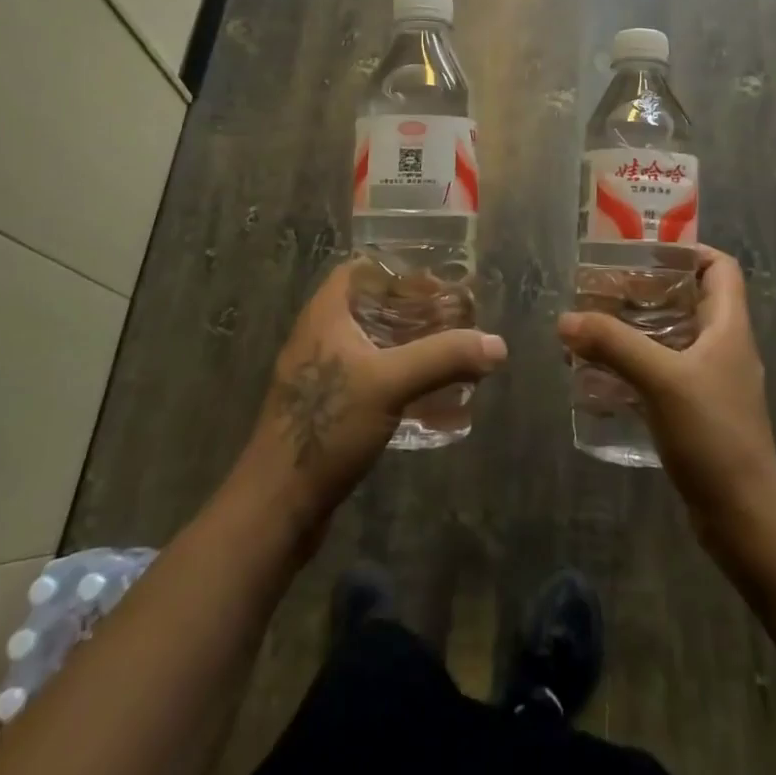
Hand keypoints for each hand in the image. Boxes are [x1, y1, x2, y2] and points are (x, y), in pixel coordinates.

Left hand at [238, 261, 506, 532]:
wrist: (277, 505)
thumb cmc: (326, 427)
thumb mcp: (389, 384)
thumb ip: (443, 358)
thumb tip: (498, 344)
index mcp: (325, 315)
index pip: (359, 270)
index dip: (397, 269)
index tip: (437, 279)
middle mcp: (320, 337)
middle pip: (371, 307)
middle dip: (412, 309)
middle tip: (454, 316)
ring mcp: (321, 376)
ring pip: (372, 345)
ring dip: (408, 346)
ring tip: (450, 352)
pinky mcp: (327, 410)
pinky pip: (369, 379)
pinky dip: (399, 379)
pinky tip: (429, 397)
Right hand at [559, 245, 775, 534]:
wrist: (744, 516)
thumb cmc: (713, 435)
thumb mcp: (661, 380)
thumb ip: (613, 344)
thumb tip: (566, 320)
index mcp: (728, 327)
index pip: (721, 267)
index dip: (688, 250)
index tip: (644, 251)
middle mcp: (723, 347)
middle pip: (689, 299)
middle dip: (647, 290)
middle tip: (603, 288)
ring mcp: (711, 382)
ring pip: (672, 338)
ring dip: (635, 330)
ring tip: (593, 328)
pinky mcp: (697, 412)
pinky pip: (662, 373)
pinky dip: (634, 366)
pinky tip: (601, 376)